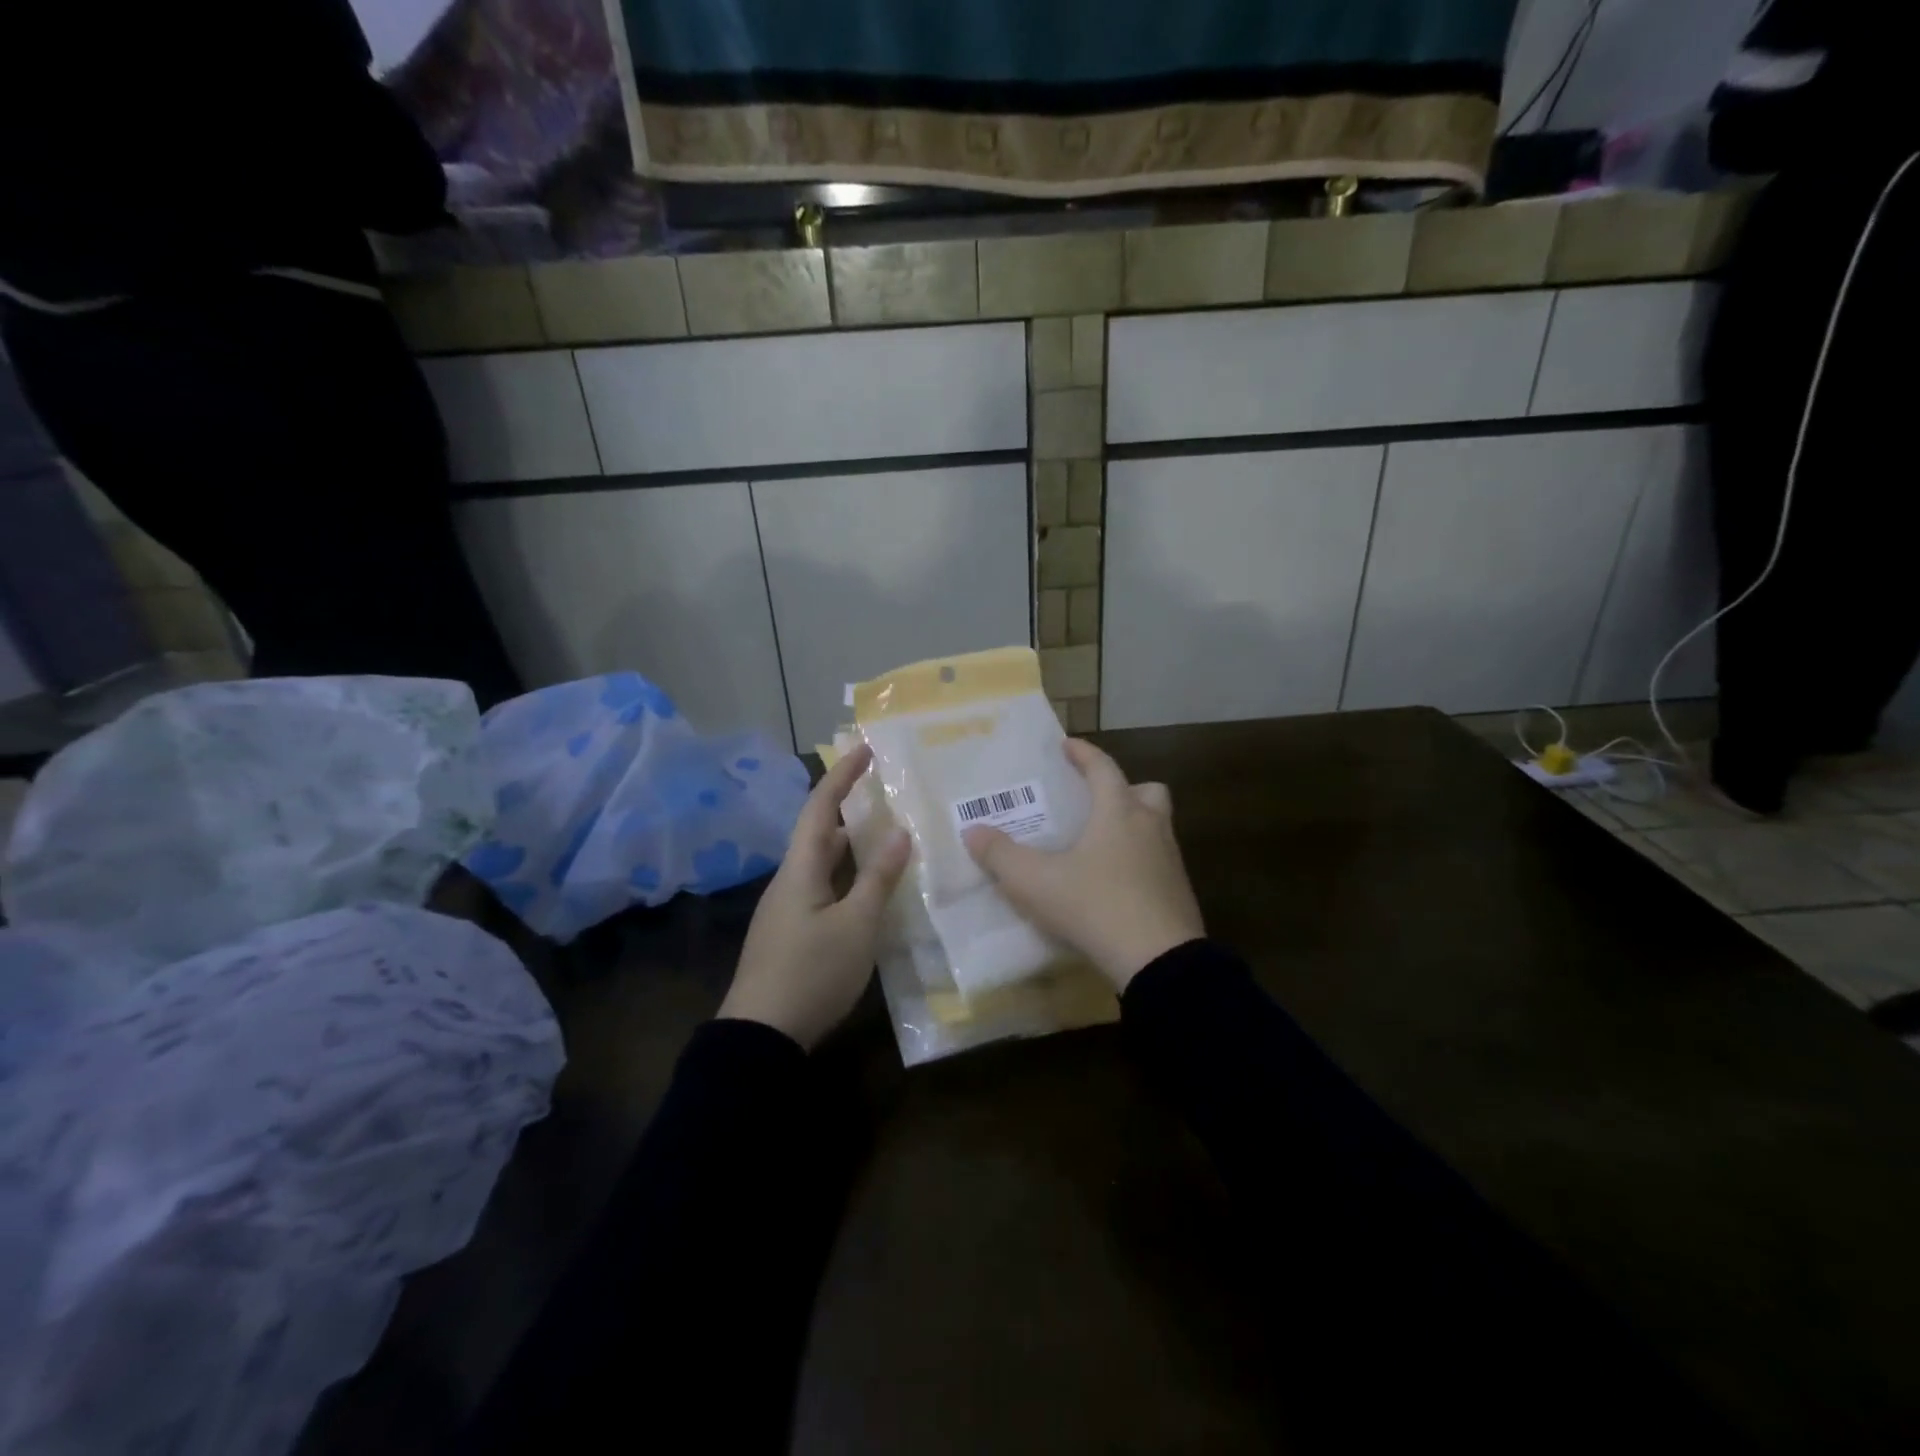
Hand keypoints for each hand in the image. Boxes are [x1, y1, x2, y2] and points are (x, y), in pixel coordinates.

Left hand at [719, 743, 910, 1048]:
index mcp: (800, 868)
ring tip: (885, 836)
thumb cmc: (812, 972)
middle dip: (849, 807)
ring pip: (821, 862)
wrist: (760, 1036)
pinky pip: (821, 888)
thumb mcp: (857, 925)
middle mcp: (789, 880)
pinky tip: (868, 890)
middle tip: (885, 793)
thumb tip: (899, 832)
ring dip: (850, 845)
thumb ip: (879, 878)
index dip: (843, 775)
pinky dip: (846, 876)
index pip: (821, 807)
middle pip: (818, 831)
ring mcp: (786, 909)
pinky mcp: (790, 933)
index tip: (866, 748)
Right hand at [962, 739, 1202, 990]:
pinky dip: (1139, 862)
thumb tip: (972, 831)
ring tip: (1100, 845)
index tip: (1067, 745)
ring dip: (1133, 826)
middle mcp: (1150, 827)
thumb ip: (1001, 856)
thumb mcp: (1036, 882)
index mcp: (1119, 812)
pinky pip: (1158, 862)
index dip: (1084, 753)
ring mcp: (1170, 861)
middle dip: (1123, 789)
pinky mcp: (1179, 892)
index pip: (1103, 767)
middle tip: (1095, 802)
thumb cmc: (1096, 906)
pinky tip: (1114, 885)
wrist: (1160, 961)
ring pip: (1157, 827)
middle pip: (1147, 791)